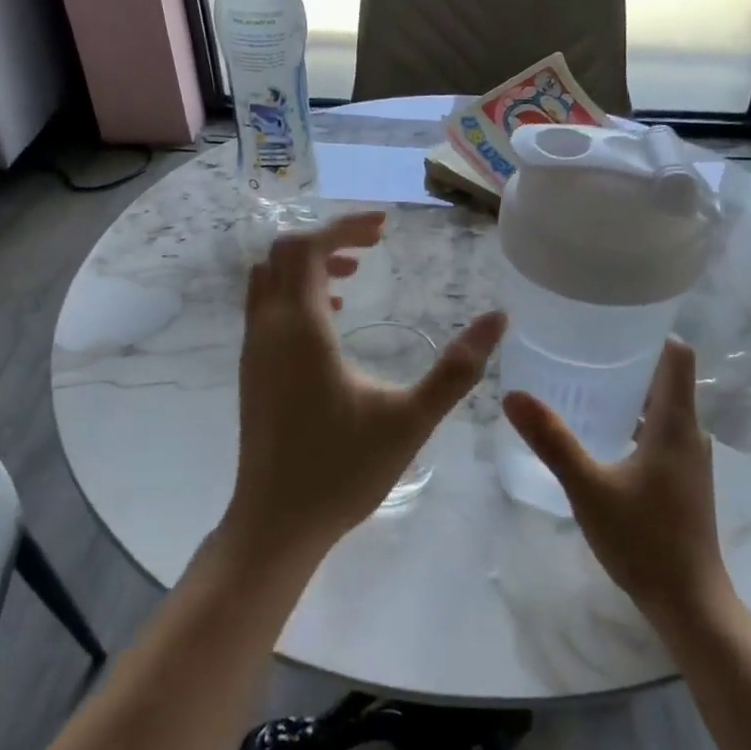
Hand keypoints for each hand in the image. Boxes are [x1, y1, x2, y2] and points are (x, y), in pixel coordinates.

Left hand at [224, 211, 505, 565]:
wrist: (276, 522)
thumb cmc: (343, 470)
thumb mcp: (410, 419)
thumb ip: (457, 369)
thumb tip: (498, 320)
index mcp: (301, 330)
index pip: (308, 248)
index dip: (345, 226)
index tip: (385, 226)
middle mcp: (268, 330)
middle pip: (283, 255)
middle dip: (328, 240)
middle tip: (373, 246)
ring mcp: (254, 351)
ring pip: (269, 280)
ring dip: (307, 266)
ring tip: (353, 276)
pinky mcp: (252, 372)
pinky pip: (266, 308)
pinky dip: (295, 294)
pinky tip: (332, 321)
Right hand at [503, 339, 729, 623]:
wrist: (689, 601)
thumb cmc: (643, 539)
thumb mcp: (589, 487)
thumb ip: (552, 440)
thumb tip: (513, 395)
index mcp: (676, 423)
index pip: (677, 356)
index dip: (651, 332)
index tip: (612, 322)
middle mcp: (689, 433)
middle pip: (666, 379)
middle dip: (628, 361)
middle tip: (581, 351)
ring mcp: (688, 459)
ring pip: (661, 409)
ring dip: (629, 394)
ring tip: (583, 386)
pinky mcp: (682, 481)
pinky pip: (658, 434)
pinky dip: (632, 423)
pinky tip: (598, 436)